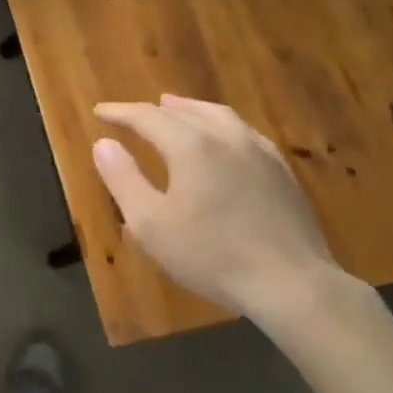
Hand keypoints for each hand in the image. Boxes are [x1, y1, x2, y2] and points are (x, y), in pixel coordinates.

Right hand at [92, 95, 345, 324]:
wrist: (293, 284)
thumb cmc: (213, 256)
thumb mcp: (151, 224)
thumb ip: (123, 179)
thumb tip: (104, 143)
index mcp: (190, 145)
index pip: (147, 116)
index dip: (120, 112)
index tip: (100, 112)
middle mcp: (224, 136)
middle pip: (183, 111)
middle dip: (153, 110)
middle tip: (133, 115)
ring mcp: (258, 151)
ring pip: (217, 115)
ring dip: (190, 110)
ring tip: (175, 108)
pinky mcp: (281, 171)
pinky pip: (243, 132)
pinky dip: (220, 125)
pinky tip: (223, 138)